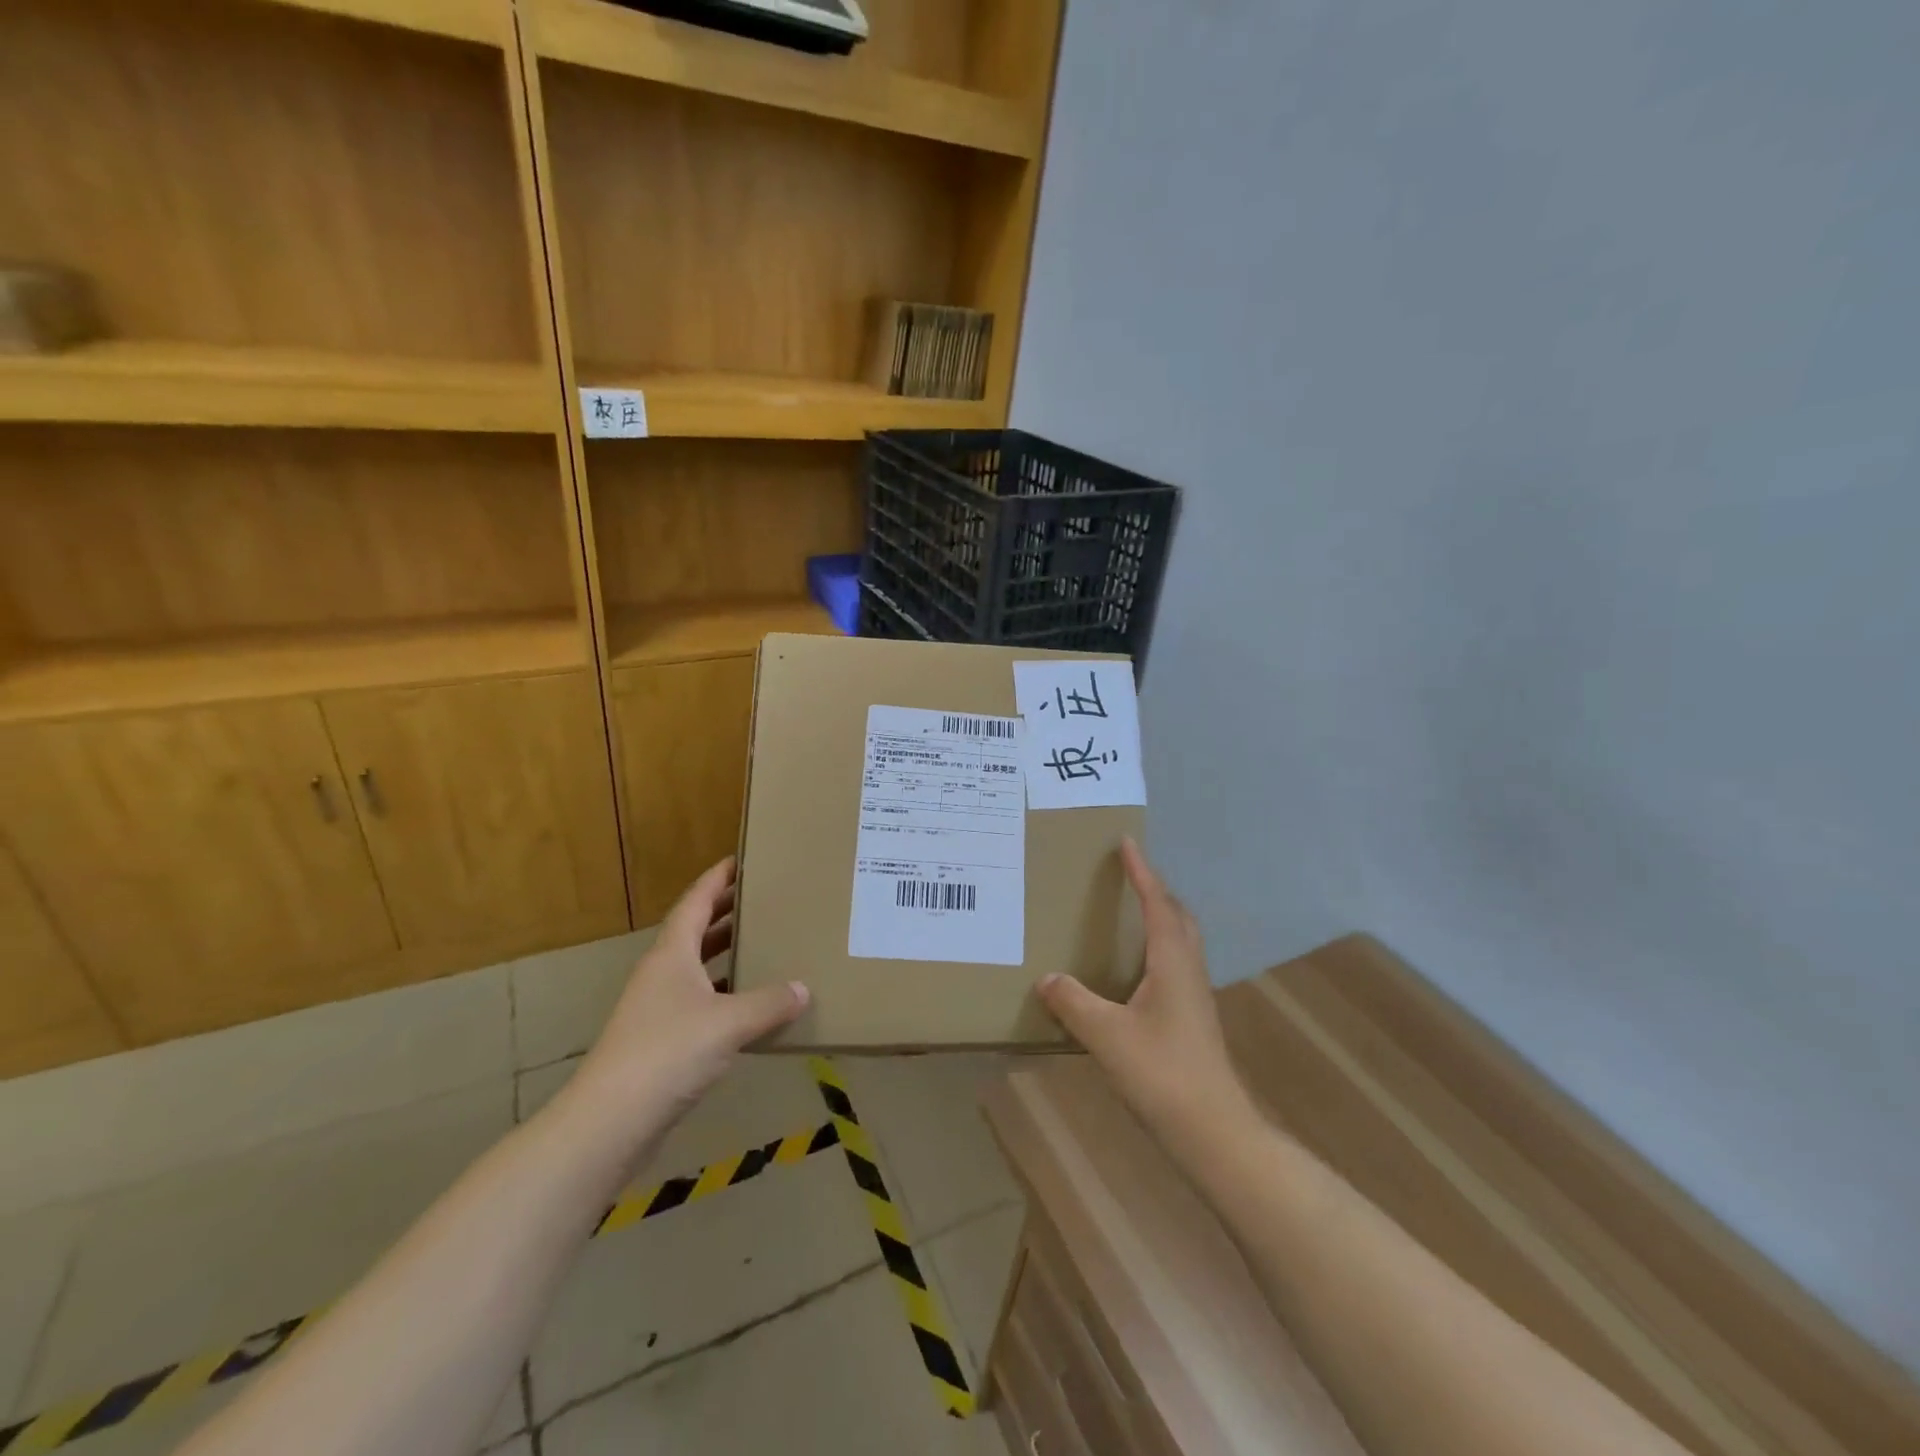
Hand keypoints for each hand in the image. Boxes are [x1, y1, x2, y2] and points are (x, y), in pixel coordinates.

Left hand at [567, 858, 807, 1144]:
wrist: (610, 1121)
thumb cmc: (668, 1053)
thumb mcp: (729, 1023)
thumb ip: (769, 1003)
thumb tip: (804, 988)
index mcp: (671, 954)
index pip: (696, 901)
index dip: (718, 878)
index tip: (742, 859)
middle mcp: (662, 973)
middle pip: (695, 930)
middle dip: (726, 912)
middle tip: (764, 898)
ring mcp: (658, 1007)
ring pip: (697, 967)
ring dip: (726, 953)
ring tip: (763, 943)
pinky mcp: (661, 1040)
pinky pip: (700, 1001)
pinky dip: (725, 994)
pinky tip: (751, 1005)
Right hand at [1038, 840, 1252, 1140]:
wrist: (1214, 1131)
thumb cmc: (1162, 1073)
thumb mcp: (1106, 1035)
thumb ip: (1073, 1002)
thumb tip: (1047, 978)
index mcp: (1172, 962)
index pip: (1157, 904)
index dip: (1142, 872)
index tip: (1127, 842)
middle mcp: (1188, 971)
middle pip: (1178, 917)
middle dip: (1156, 891)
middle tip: (1129, 876)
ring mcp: (1194, 997)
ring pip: (1180, 942)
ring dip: (1160, 918)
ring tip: (1130, 915)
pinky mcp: (1192, 1020)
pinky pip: (1174, 966)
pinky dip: (1157, 949)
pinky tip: (1134, 972)